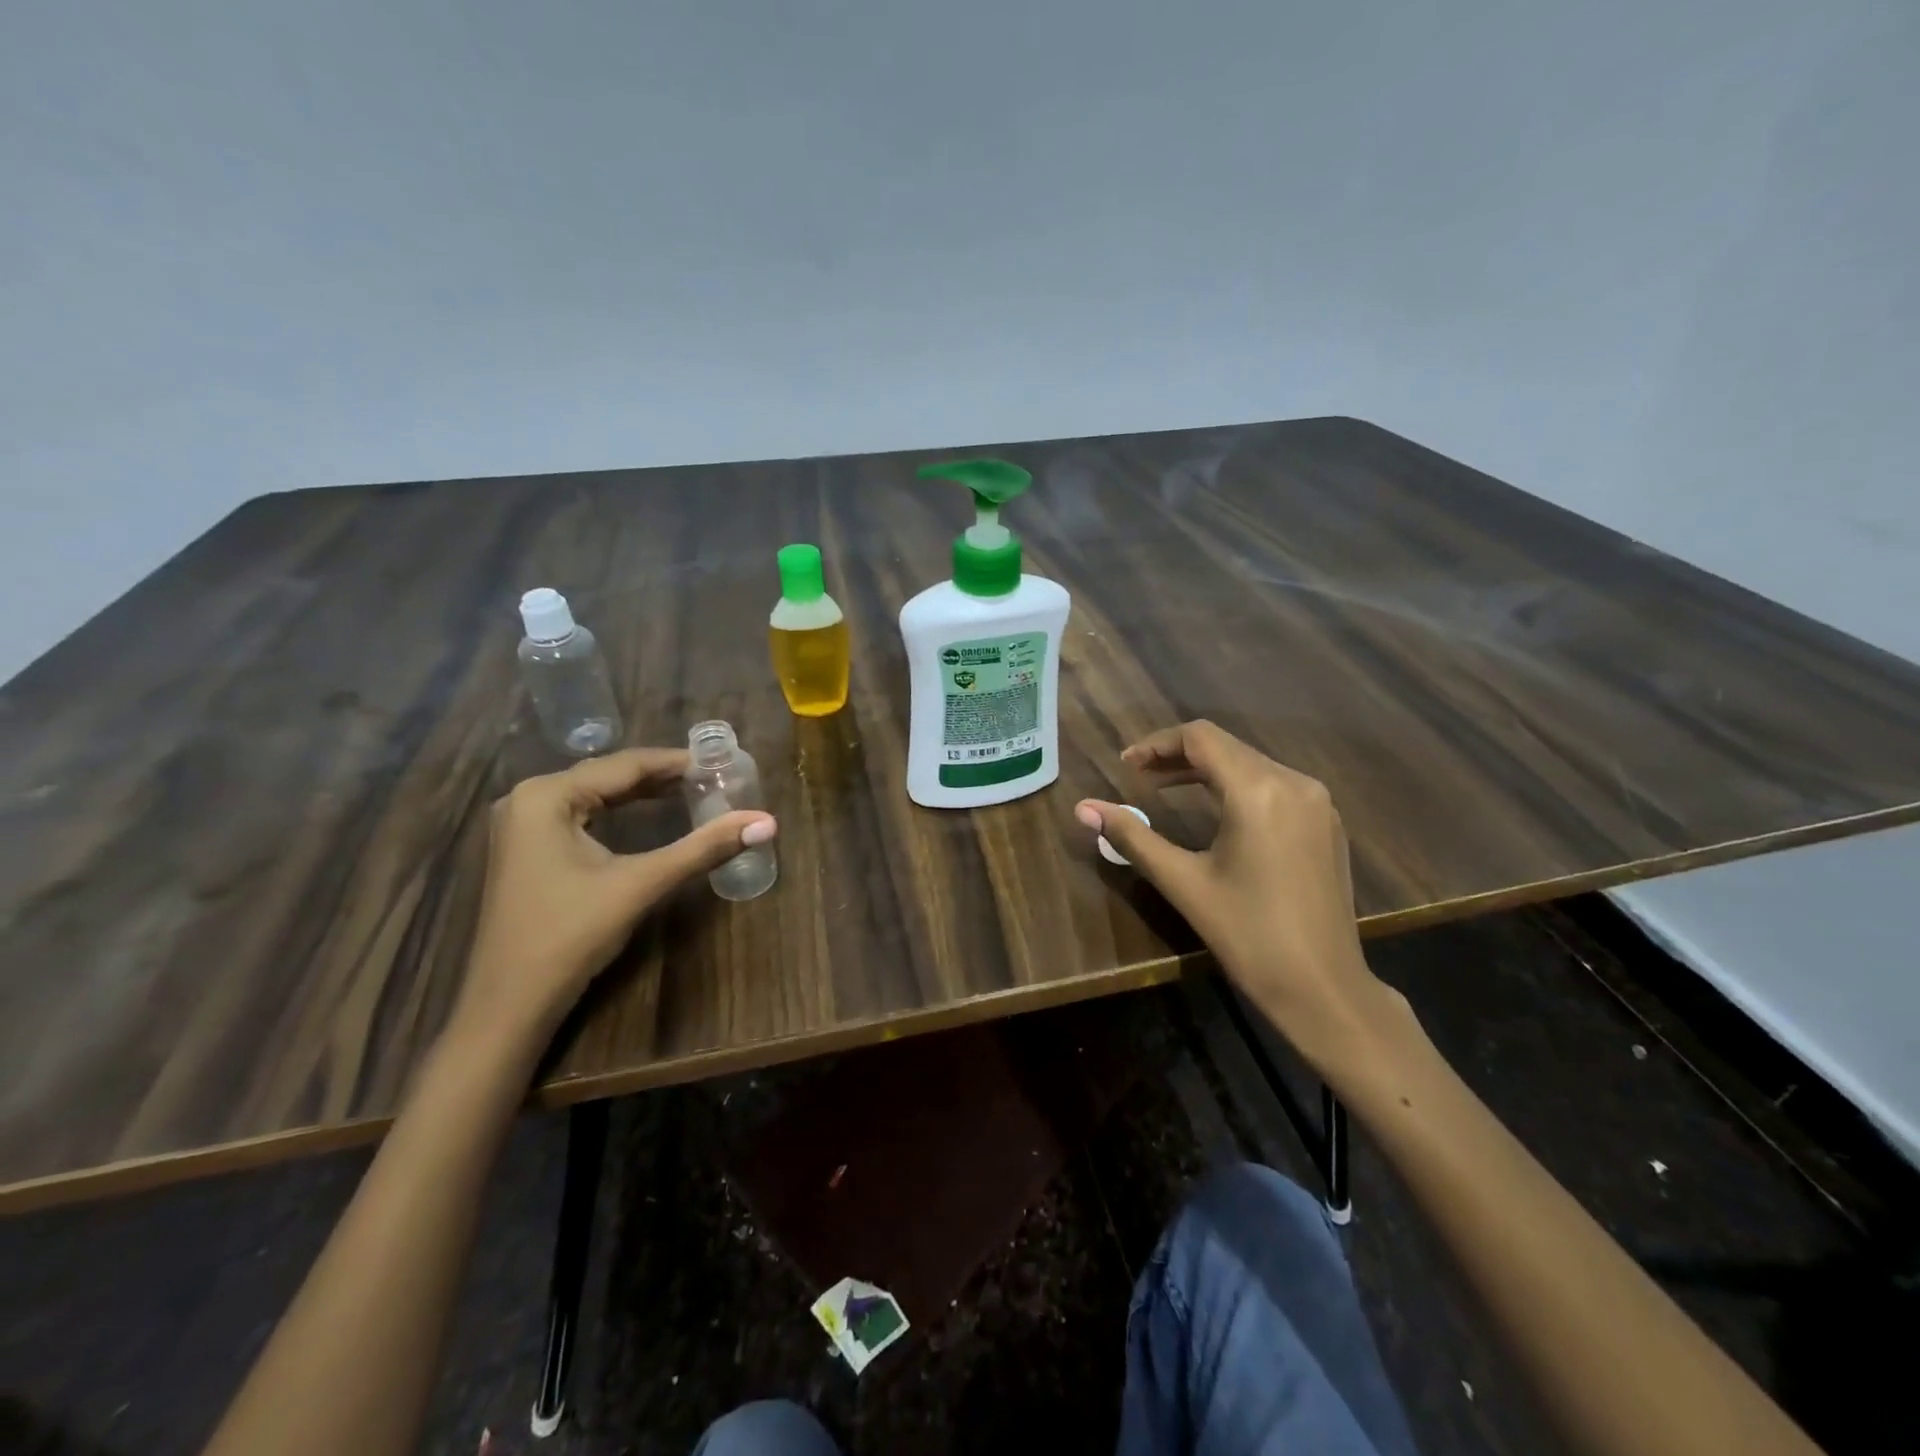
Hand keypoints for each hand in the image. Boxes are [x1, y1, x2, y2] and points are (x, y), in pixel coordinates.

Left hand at [452, 748, 775, 1053]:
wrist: (509, 1003)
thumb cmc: (571, 935)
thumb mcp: (641, 884)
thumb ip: (703, 848)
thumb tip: (766, 823)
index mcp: (546, 795)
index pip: (625, 764)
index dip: (676, 762)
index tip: (721, 762)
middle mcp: (527, 798)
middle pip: (608, 775)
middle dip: (661, 776)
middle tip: (713, 777)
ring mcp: (521, 824)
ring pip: (595, 793)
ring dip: (641, 792)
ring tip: (692, 789)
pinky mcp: (526, 849)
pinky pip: (581, 814)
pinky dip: (618, 811)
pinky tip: (648, 814)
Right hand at [1076, 721, 1395, 1069]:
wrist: (1323, 988)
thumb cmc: (1247, 935)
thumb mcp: (1182, 882)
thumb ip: (1132, 837)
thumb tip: (1083, 809)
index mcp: (1258, 791)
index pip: (1201, 738)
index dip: (1157, 744)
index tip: (1126, 766)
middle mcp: (1294, 782)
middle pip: (1226, 746)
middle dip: (1178, 756)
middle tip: (1138, 778)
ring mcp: (1318, 802)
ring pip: (1251, 764)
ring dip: (1207, 770)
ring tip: (1166, 790)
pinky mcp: (1327, 823)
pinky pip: (1275, 785)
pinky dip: (1237, 787)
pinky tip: (1216, 812)